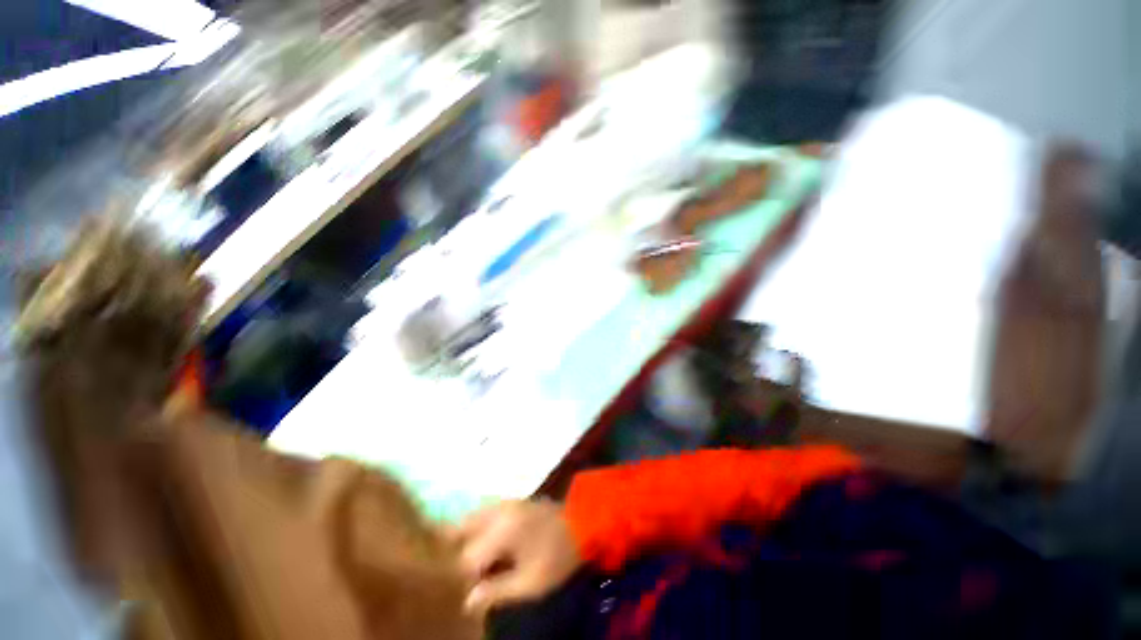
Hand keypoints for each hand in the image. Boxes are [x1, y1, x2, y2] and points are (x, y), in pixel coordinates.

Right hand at [452, 499, 582, 613]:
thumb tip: (468, 602)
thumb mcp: (529, 583)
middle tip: (480, 571)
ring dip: (471, 536)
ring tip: (484, 558)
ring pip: (473, 516)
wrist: (582, 523)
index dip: (470, 578)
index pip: (467, 557)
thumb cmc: (557, 556)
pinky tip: (491, 541)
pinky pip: (486, 509)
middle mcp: (498, 511)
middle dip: (466, 552)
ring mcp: (506, 501)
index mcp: (501, 531)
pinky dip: (481, 524)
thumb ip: (496, 591)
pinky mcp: (513, 499)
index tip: (482, 587)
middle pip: (463, 529)